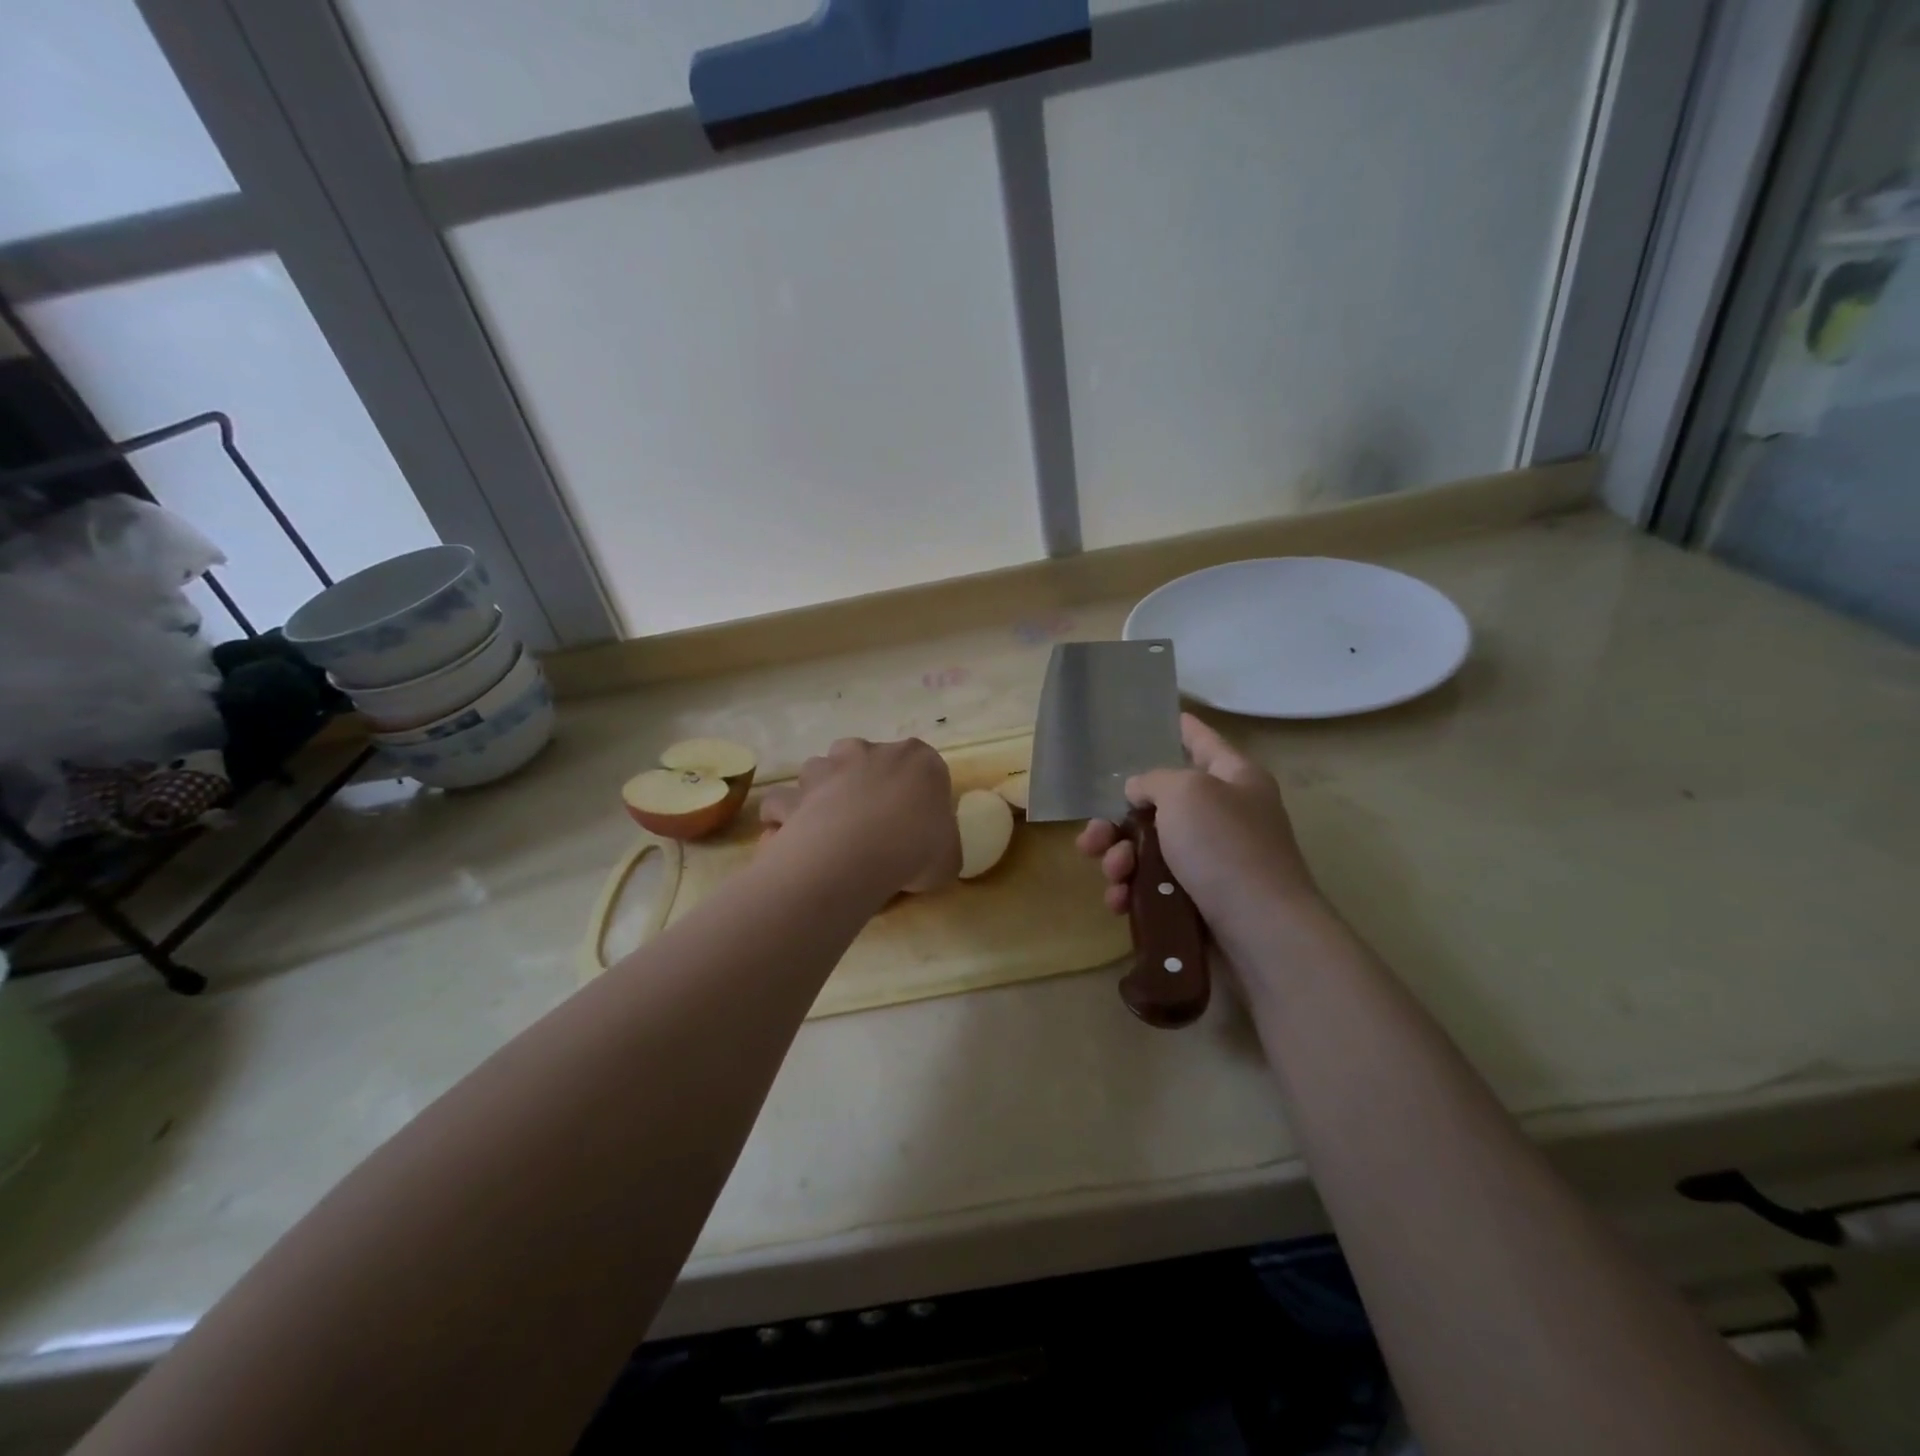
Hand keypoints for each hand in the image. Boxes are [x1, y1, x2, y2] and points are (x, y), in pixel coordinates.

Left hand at [760, 738, 960, 895]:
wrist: (859, 852)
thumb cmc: (917, 847)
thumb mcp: (950, 856)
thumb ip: (941, 845)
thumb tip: (932, 852)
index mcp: (919, 759)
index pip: (922, 767)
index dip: (917, 795)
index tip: (915, 824)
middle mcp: (870, 752)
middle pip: (866, 761)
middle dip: (864, 784)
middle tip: (871, 825)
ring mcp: (827, 768)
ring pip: (821, 773)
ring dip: (822, 795)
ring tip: (827, 831)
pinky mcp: (794, 793)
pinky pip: (783, 804)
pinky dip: (783, 819)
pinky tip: (791, 842)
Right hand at [1076, 715, 1323, 947]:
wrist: (1260, 933)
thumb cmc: (1225, 848)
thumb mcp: (1185, 793)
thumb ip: (1154, 780)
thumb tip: (1140, 791)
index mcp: (1234, 779)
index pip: (1203, 741)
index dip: (1183, 728)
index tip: (1166, 715)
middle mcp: (1226, 815)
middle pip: (1161, 804)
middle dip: (1118, 820)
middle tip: (1091, 836)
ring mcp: (1213, 861)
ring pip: (1150, 849)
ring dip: (1119, 858)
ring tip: (1112, 872)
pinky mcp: (1200, 901)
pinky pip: (1155, 886)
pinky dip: (1133, 890)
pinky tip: (1119, 902)